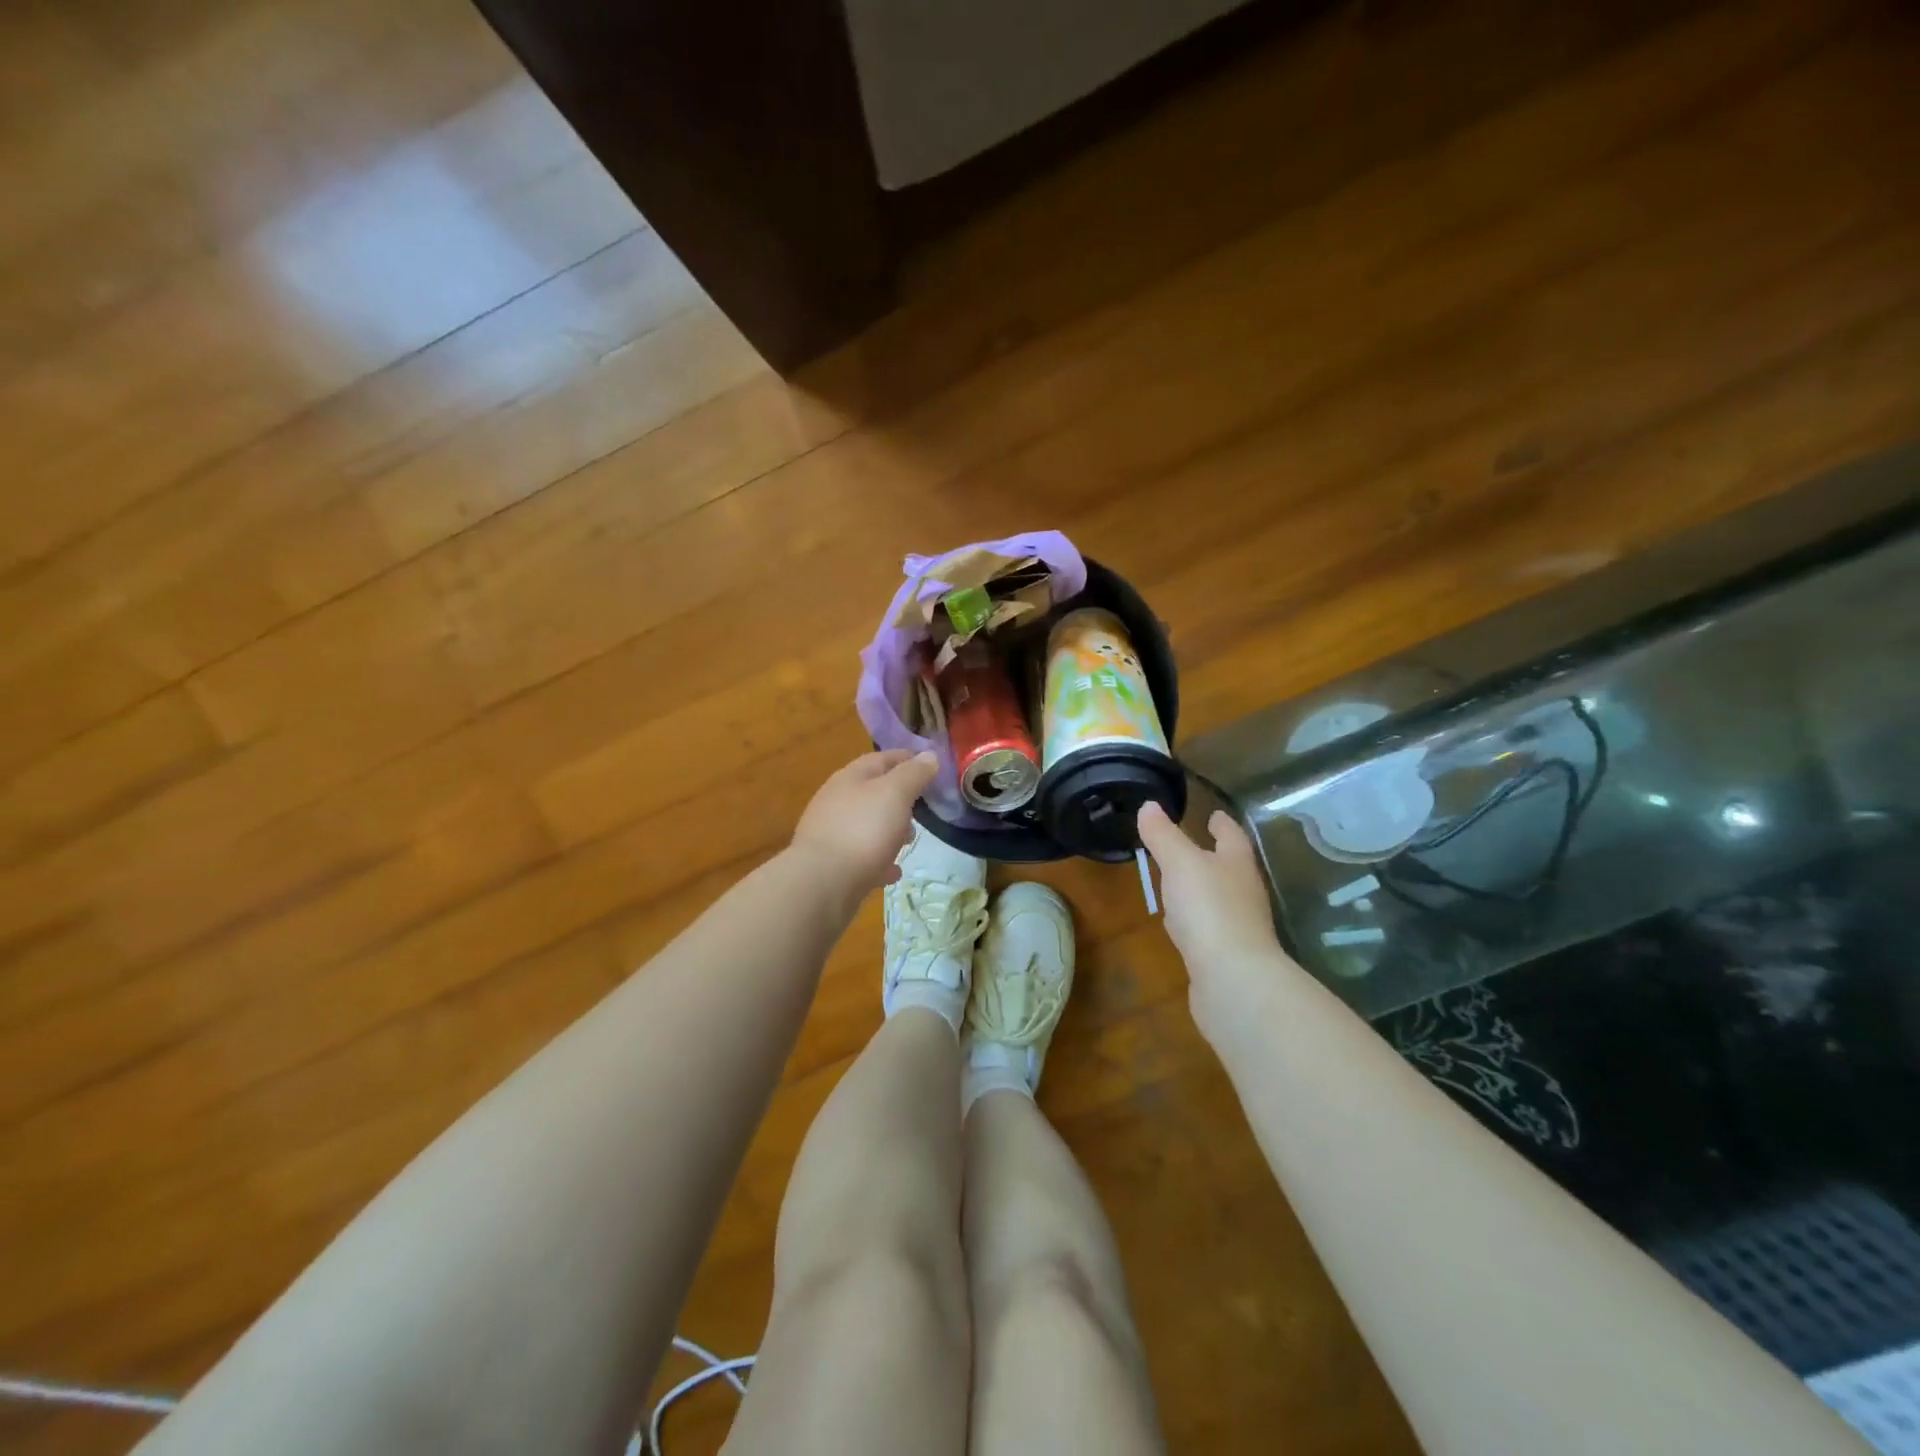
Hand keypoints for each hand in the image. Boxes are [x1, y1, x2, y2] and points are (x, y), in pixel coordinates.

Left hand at [791, 750, 938, 897]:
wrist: (822, 884)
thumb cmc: (863, 830)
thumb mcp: (895, 794)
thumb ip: (913, 774)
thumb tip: (929, 755)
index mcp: (850, 777)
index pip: (882, 758)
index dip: (907, 759)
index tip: (931, 765)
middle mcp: (836, 801)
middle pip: (873, 792)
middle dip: (900, 798)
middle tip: (924, 807)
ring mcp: (831, 833)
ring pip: (867, 824)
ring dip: (890, 829)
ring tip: (910, 840)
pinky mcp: (831, 864)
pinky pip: (862, 856)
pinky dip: (879, 859)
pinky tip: (892, 871)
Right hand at [1137, 800, 1298, 1037]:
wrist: (1233, 979)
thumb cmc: (1209, 909)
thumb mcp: (1180, 863)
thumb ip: (1163, 835)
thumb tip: (1149, 806)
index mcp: (1237, 865)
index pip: (1232, 836)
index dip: (1221, 824)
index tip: (1214, 814)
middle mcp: (1243, 893)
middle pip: (1229, 868)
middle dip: (1212, 856)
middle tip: (1191, 845)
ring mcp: (1238, 927)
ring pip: (1217, 899)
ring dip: (1200, 889)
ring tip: (1178, 882)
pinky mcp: (1225, 956)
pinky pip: (1206, 929)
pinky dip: (1193, 921)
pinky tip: (1178, 927)